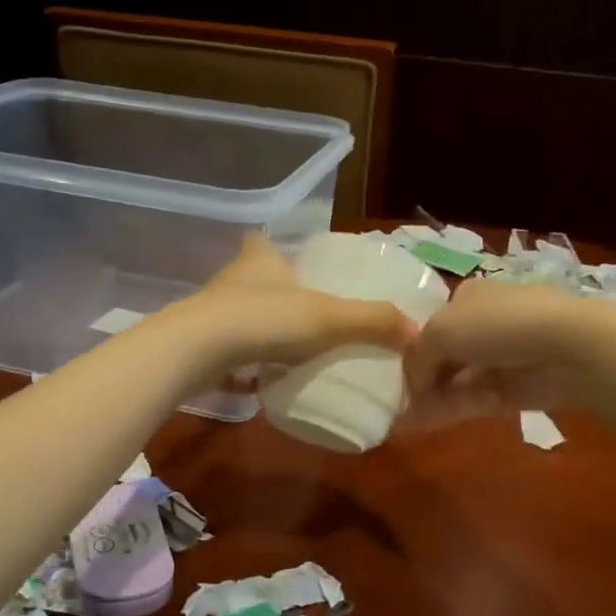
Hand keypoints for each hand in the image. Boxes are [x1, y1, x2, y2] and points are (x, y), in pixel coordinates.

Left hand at [174, 234, 418, 379]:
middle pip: (254, 277)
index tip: (291, 261)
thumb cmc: (264, 319)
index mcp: (261, 258)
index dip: (275, 247)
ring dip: (261, 326)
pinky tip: (264, 375)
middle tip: (304, 313)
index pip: (264, 240)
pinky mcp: (200, 345)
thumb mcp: (328, 318)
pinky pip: (231, 347)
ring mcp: (211, 312)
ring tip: (289, 346)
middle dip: (275, 292)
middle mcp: (233, 278)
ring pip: (241, 313)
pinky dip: (246, 357)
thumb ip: (373, 322)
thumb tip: (419, 332)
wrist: (196, 352)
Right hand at [402, 278, 588, 428]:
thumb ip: (417, 358)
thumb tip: (412, 383)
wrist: (566, 347)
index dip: (410, 348)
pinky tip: (416, 426)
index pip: (431, 323)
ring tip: (396, 419)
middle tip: (390, 400)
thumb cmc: (496, 325)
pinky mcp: (512, 390)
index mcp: (466, 297)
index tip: (387, 371)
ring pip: (455, 381)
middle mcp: (482, 324)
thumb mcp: (439, 331)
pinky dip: (446, 411)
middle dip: (419, 378)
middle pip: (443, 355)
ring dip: (428, 399)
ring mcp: (499, 359)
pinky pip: (471, 401)